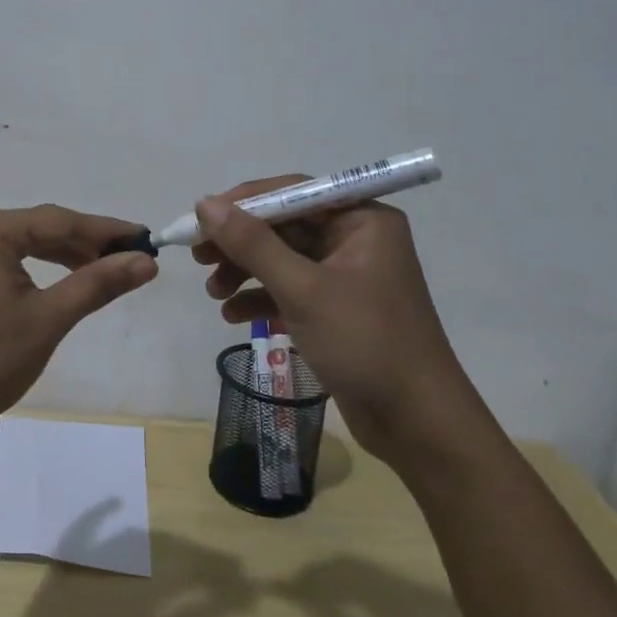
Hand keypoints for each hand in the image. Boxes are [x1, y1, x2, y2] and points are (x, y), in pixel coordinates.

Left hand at [0, 205, 158, 446]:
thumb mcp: (46, 320)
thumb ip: (96, 284)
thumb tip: (145, 261)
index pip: (61, 220)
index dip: (108, 231)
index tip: (148, 239)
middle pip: (43, 227)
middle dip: (88, 243)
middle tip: (133, 259)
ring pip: (27, 243)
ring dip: (66, 256)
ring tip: (106, 271)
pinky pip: (9, 259)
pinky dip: (40, 269)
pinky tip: (64, 283)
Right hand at [192, 178, 480, 461]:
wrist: (418, 425)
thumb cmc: (365, 343)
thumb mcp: (303, 290)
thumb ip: (252, 244)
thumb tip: (205, 204)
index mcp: (361, 220)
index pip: (292, 192)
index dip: (242, 203)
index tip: (200, 220)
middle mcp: (356, 239)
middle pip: (284, 225)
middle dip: (240, 243)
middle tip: (198, 258)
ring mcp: (347, 276)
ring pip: (283, 259)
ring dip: (245, 272)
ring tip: (214, 293)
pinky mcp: (337, 309)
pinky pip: (290, 290)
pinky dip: (261, 299)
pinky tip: (232, 316)